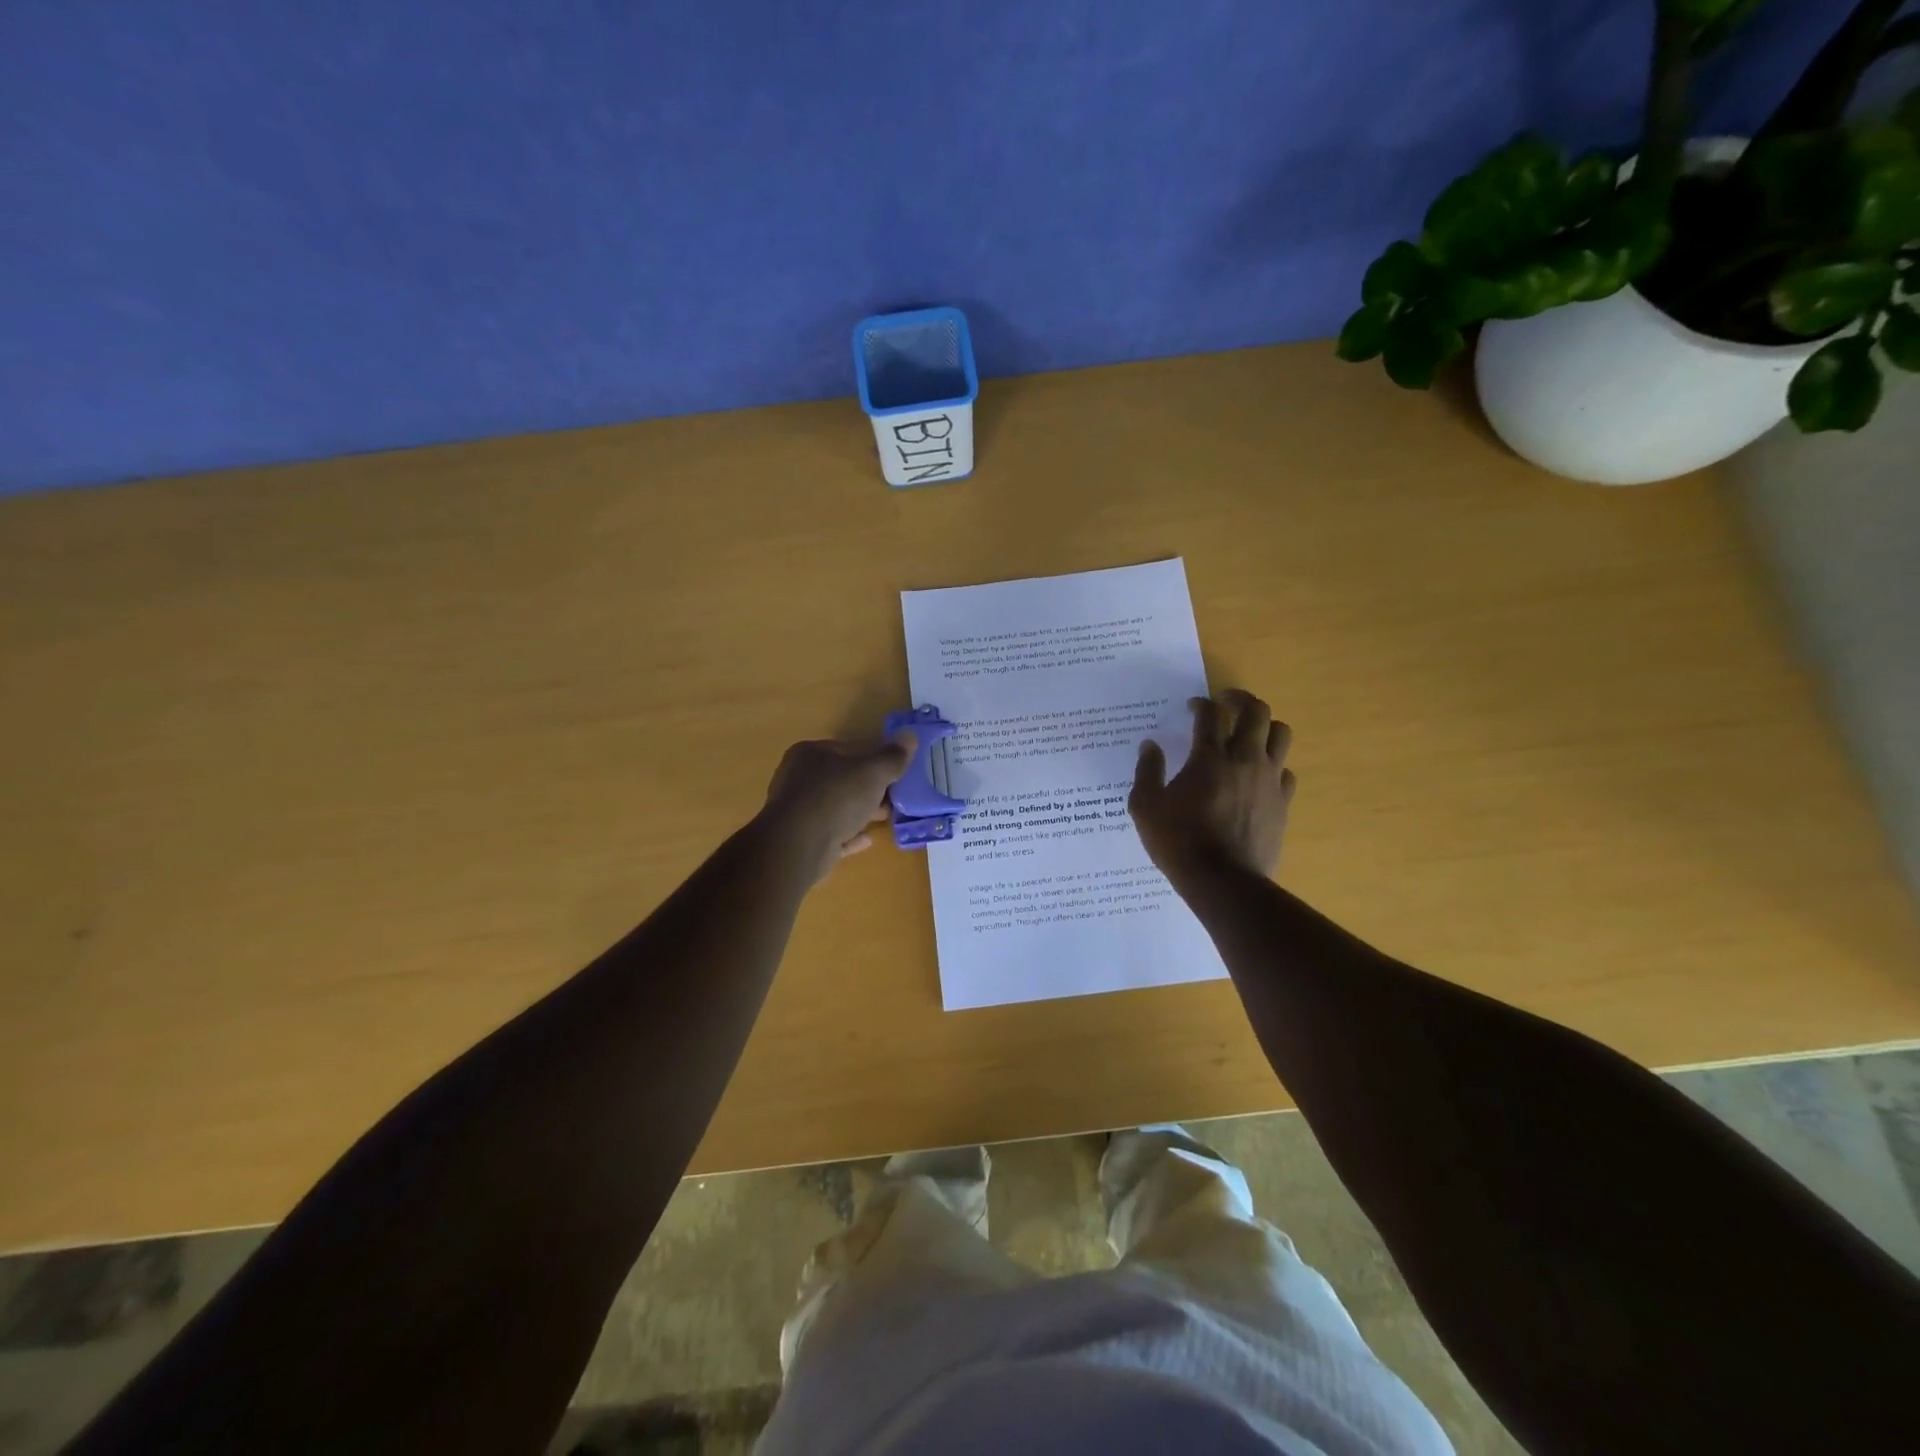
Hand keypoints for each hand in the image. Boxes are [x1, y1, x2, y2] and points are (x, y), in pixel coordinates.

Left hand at [757, 733, 914, 883]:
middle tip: (894, 797)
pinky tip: (867, 839)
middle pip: (842, 779)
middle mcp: (798, 778)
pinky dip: (848, 834)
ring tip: (886, 818)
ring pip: (836, 807)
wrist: (798, 846)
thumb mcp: (873, 773)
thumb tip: (910, 736)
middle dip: (869, 789)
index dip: (874, 760)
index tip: (895, 773)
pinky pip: (830, 833)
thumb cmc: (836, 798)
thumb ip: (892, 757)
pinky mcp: (799, 839)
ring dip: (861, 812)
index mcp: (810, 753)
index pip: (848, 750)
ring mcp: (796, 810)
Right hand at [1130, 690, 1295, 882]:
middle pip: (1256, 712)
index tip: (1192, 707)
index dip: (1201, 704)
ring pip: (1281, 734)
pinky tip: (1259, 774)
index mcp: (1209, 757)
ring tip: (1249, 733)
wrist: (1222, 881)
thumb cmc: (1178, 841)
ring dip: (1264, 726)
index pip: (1211, 714)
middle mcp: (1244, 759)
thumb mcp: (1145, 806)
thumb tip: (1150, 746)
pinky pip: (1287, 771)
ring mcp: (1269, 780)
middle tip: (1226, 703)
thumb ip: (1147, 771)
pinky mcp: (1283, 803)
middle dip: (1240, 700)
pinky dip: (1274, 764)